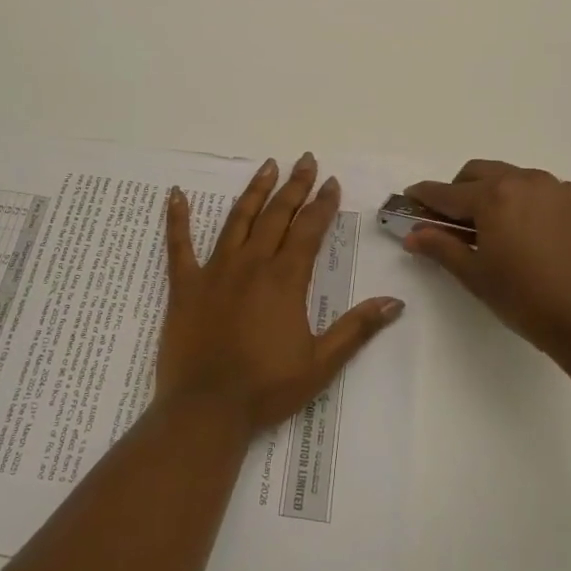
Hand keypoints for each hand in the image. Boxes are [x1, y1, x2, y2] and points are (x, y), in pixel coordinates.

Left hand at [157, 153, 404, 430]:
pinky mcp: (185, 285)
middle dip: (294, 187)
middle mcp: (252, 264)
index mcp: (285, 279)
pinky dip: (177, 219)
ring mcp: (215, 271)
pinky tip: (175, 195)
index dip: (322, 204)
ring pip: (237, 220)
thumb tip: (394, 302)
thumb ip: (357, 328)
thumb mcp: (322, 363)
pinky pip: (178, 245)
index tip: (331, 182)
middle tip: (305, 160)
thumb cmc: (267, 388)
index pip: (309, 230)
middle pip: (276, 215)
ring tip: (267, 165)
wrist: (207, 409)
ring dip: (254, 191)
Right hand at [402, 160, 570, 369]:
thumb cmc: (527, 300)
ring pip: (520, 179)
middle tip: (457, 220)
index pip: (447, 192)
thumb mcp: (476, 277)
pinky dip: (537, 208)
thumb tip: (413, 234)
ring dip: (502, 195)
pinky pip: (553, 196)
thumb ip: (441, 248)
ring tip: (504, 230)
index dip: (425, 196)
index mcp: (494, 196)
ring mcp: (563, 190)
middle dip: (462, 189)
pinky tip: (542, 240)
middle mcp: (528, 181)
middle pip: (482, 172)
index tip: (411, 198)